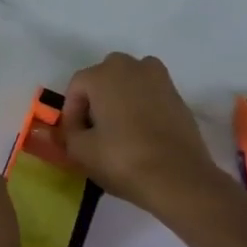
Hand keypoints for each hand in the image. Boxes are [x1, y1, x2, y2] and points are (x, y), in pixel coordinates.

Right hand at [60, 52, 238, 216]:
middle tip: (94, 131)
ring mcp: (160, 80)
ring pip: (130, 84)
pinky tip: (142, 135)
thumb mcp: (80, 151)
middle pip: (104, 79)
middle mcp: (131, 67)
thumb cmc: (122, 159)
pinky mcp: (179, 98)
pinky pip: (151, 96)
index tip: (74, 138)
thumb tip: (67, 130)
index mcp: (103, 74)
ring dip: (120, 100)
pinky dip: (142, 108)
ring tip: (119, 130)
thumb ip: (67, 134)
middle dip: (96, 101)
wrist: (179, 179)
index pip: (76, 87)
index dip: (71, 113)